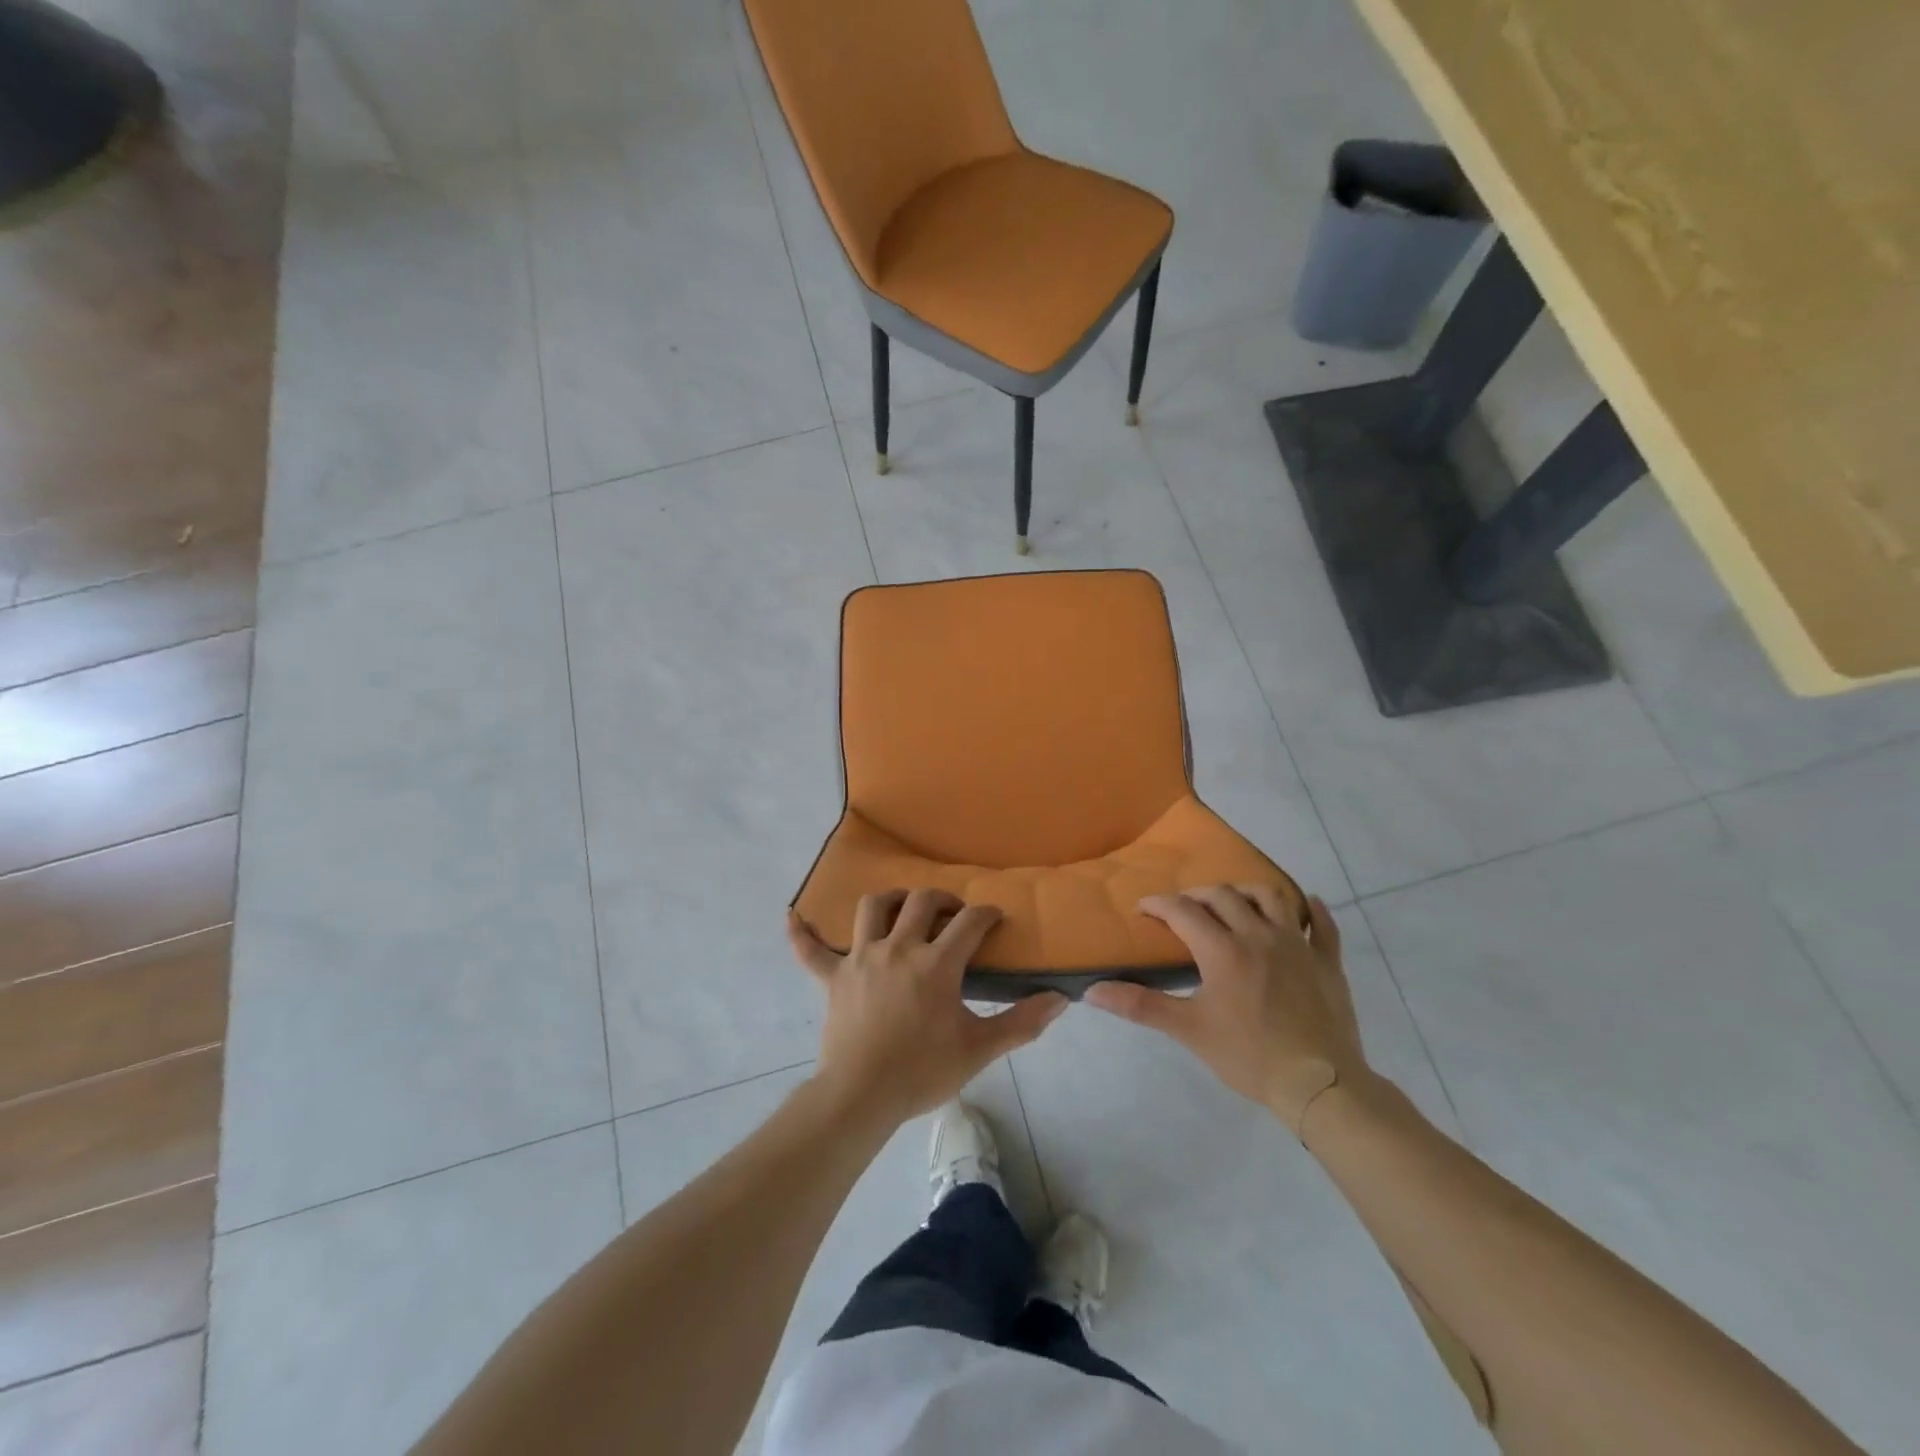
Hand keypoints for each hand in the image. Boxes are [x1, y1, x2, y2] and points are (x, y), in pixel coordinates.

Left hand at [788, 890, 1066, 1127]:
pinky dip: (802, 934)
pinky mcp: (833, 977)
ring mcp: (861, 958)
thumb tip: (1061, 1000)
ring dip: (890, 900)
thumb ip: (1021, 1023)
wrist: (862, 1096)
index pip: (969, 922)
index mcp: (936, 962)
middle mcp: (898, 947)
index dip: (986, 914)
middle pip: (921, 901)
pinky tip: (792, 917)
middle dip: (942, 900)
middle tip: (952, 914)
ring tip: (901, 909)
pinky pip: (810, 950)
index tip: (995, 920)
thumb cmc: (922, 1071)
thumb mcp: (979, 1049)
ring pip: (872, 908)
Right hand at [1085, 887, 1367, 1135]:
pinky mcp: (1327, 962)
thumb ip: (1140, 1005)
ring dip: (1247, 892)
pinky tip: (1305, 904)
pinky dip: (1312, 910)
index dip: (1159, 905)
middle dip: (1197, 895)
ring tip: (1234, 901)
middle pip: (1223, 896)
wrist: (1319, 1084)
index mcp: (1222, 949)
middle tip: (1183, 909)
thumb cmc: (1249, 1056)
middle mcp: (1258, 935)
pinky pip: (1322, 925)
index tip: (1143, 910)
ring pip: (1271, 897)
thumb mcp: (1188, 1030)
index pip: (1182, 911)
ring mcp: (1297, 945)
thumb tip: (1092, 991)